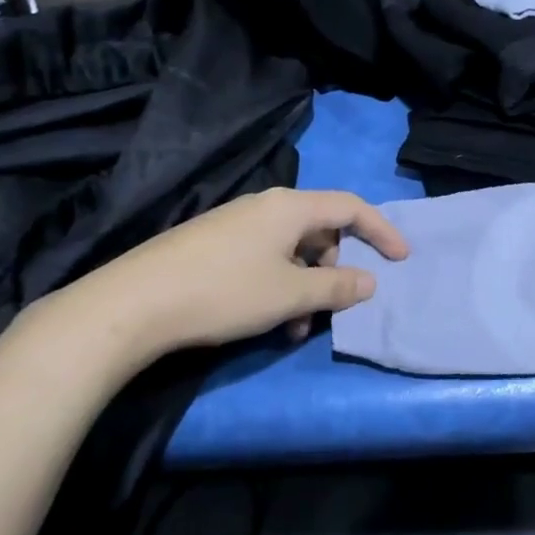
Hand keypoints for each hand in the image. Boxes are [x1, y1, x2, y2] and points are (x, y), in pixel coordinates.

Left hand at [25, 188, 408, 376]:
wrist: (132, 304)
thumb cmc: (224, 292)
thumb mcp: (289, 294)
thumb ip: (336, 286)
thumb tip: (369, 281)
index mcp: (290, 207)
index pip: (350, 207)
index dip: (381, 230)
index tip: (402, 258)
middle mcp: (265, 206)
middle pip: (320, 228)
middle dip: (335, 268)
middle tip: (334, 305)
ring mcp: (236, 223)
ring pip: (291, 249)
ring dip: (305, 285)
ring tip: (295, 328)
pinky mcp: (213, 243)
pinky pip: (264, 257)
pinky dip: (278, 285)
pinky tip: (265, 320)